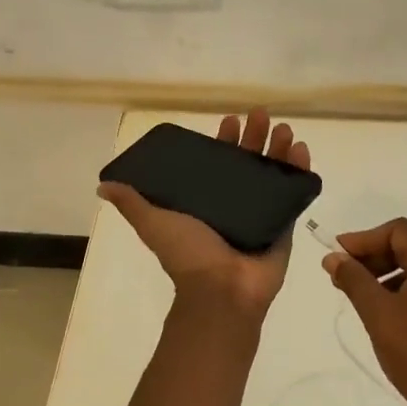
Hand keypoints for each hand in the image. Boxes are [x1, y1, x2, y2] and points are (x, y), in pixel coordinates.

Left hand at [98, 109, 311, 318]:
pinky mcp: (283, 224)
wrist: (221, 291)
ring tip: (286, 129)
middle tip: (261, 115)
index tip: (228, 121)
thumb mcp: (154, 223)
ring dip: (279, 149)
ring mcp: (261, 213)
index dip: (224, 141)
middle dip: (255, 137)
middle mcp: (234, 204)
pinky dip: (300, 171)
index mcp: (206, 201)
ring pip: (273, 173)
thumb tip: (104, 185)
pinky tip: (302, 149)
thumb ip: (133, 204)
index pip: (217, 163)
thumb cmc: (188, 254)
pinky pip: (294, 193)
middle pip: (248, 162)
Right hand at [322, 218, 406, 405]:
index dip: (364, 239)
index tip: (339, 256)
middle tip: (345, 279)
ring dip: (392, 277)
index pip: (398, 231)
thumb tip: (334, 257)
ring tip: (367, 301)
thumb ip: (354, 279)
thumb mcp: (377, 314)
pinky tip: (396, 319)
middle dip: (376, 259)